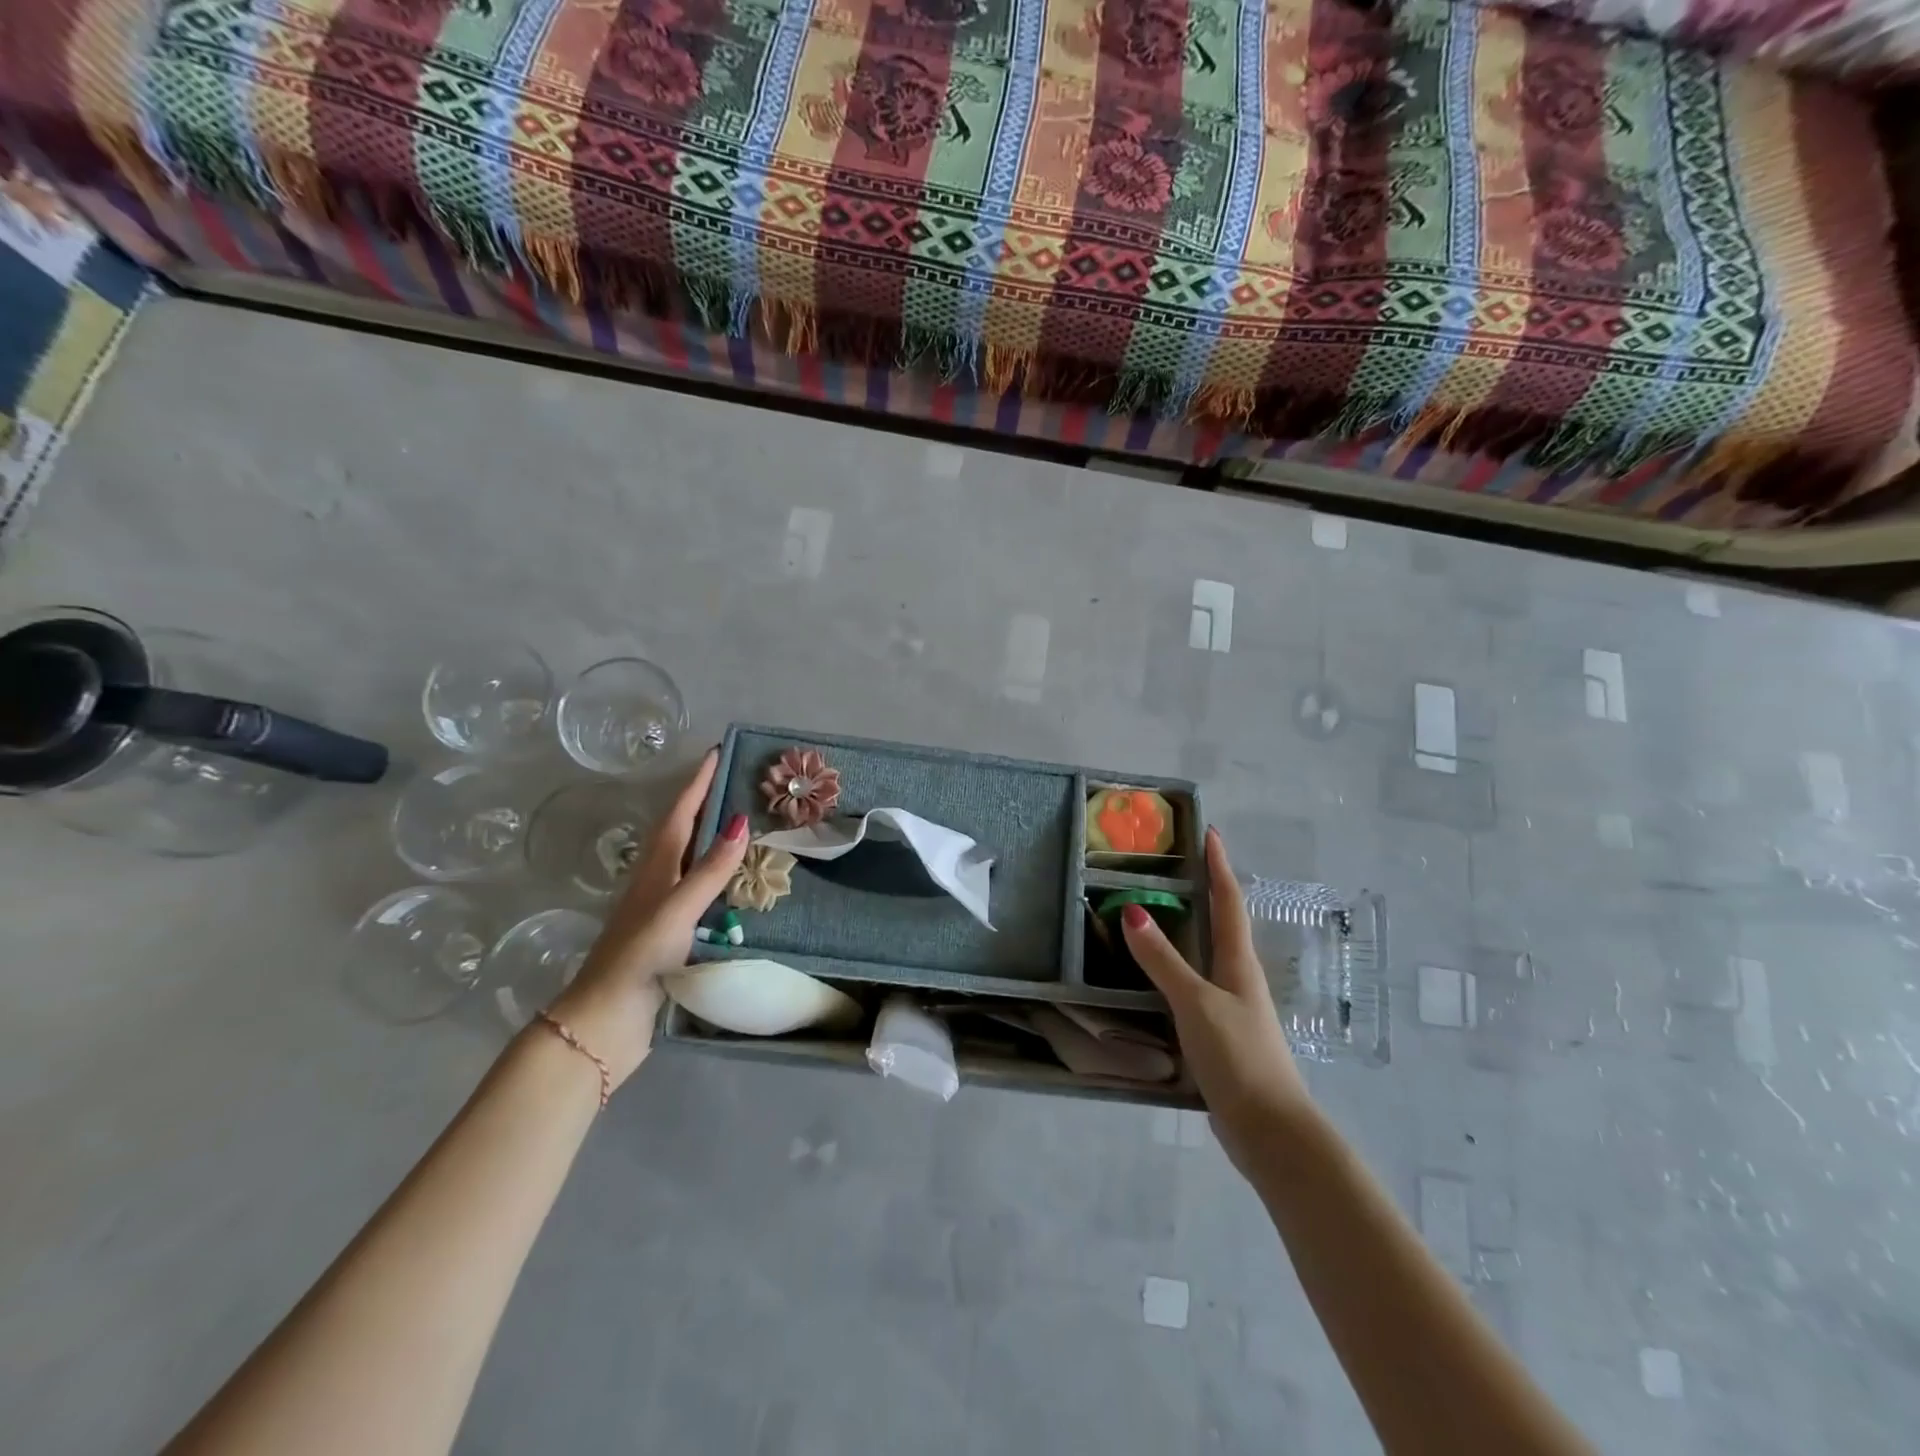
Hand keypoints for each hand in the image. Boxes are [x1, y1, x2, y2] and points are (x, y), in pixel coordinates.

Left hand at [545, 748, 749, 1090]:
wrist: (604, 1023)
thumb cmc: (637, 959)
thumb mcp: (676, 910)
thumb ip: (708, 870)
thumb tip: (741, 821)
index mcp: (655, 870)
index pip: (680, 814)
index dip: (698, 783)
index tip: (717, 754)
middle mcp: (657, 883)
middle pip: (683, 832)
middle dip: (707, 804)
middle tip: (741, 784)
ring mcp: (663, 910)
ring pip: (692, 863)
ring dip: (715, 841)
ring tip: (749, 826)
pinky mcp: (672, 937)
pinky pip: (702, 895)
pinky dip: (721, 881)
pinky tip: (741, 889)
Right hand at [1121, 827, 1313, 1174]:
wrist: (1270, 1130)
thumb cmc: (1239, 1057)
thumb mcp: (1195, 1003)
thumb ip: (1163, 960)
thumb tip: (1132, 910)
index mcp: (1239, 964)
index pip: (1229, 902)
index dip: (1219, 867)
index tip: (1210, 833)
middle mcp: (1239, 980)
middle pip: (1224, 926)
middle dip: (1206, 893)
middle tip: (1177, 868)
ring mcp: (1233, 1010)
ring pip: (1209, 958)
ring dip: (1191, 932)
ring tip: (1162, 914)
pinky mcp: (1222, 1037)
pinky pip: (1196, 989)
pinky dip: (1178, 971)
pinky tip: (1159, 980)